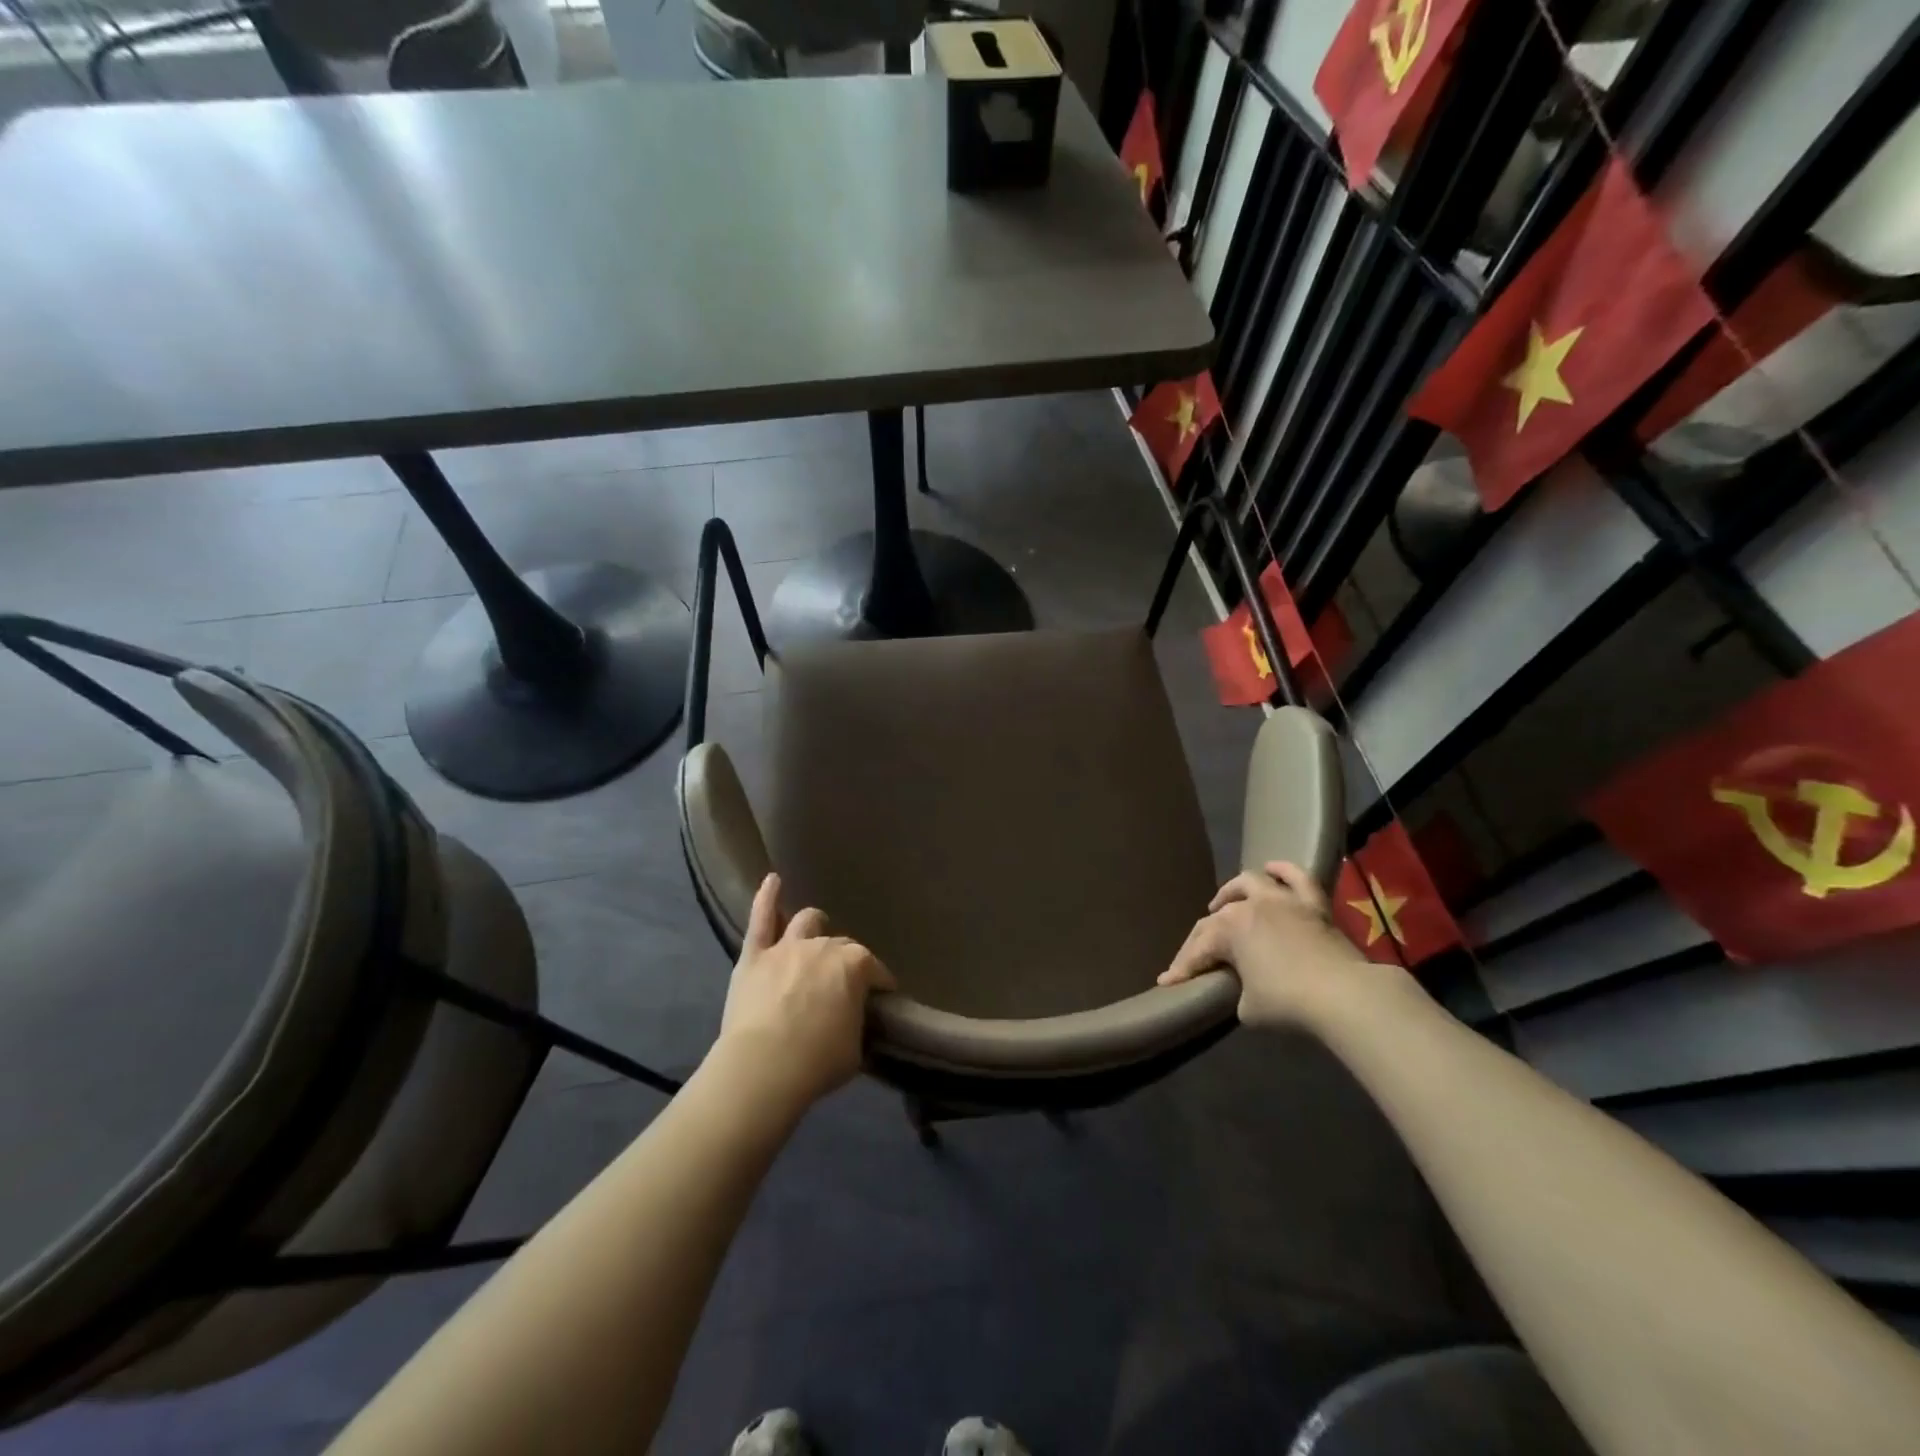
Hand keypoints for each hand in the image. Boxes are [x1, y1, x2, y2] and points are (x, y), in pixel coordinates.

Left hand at [714, 873, 895, 1111]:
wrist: (763, 1068)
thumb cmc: (818, 1062)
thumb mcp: (856, 1047)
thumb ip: (857, 1021)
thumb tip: (854, 1016)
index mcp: (855, 965)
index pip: (875, 970)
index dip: (880, 984)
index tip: (881, 998)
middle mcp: (823, 946)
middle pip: (841, 945)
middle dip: (846, 961)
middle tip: (843, 983)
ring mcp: (786, 947)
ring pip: (805, 922)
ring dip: (814, 924)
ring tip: (816, 929)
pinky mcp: (754, 956)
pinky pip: (760, 919)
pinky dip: (766, 898)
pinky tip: (772, 880)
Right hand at [1158, 861, 1375, 1026]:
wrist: (1345, 996)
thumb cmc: (1288, 1002)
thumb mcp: (1248, 1007)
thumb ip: (1238, 990)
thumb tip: (1245, 987)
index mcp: (1228, 929)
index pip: (1197, 950)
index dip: (1181, 969)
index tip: (1166, 983)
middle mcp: (1250, 907)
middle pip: (1216, 919)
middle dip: (1199, 941)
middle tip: (1193, 959)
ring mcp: (1283, 901)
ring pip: (1249, 884)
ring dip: (1230, 892)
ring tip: (1222, 904)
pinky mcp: (1313, 905)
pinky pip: (1296, 878)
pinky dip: (1282, 870)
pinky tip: (1270, 870)